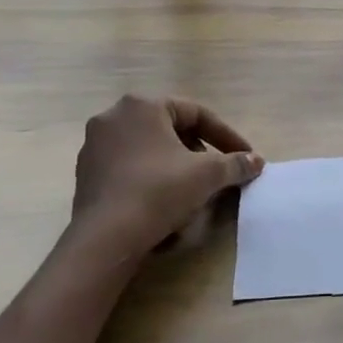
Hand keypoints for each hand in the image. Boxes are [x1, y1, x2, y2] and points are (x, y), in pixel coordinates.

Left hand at [71, 95, 263, 253]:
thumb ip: (235, 163)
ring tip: (193, 188)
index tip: (244, 156)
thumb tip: (256, 161)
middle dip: (198, 150)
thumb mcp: (207, 175)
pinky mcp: (86, 173)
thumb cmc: (159, 191)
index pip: (196, 114)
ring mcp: (95, 145)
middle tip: (216, 171)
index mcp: (143, 105)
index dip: (226, 136)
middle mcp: (114, 116)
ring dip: (175, 165)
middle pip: (170, 129)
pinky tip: (164, 202)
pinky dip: (151, 178)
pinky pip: (129, 168)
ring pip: (149, 149)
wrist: (106, 237)